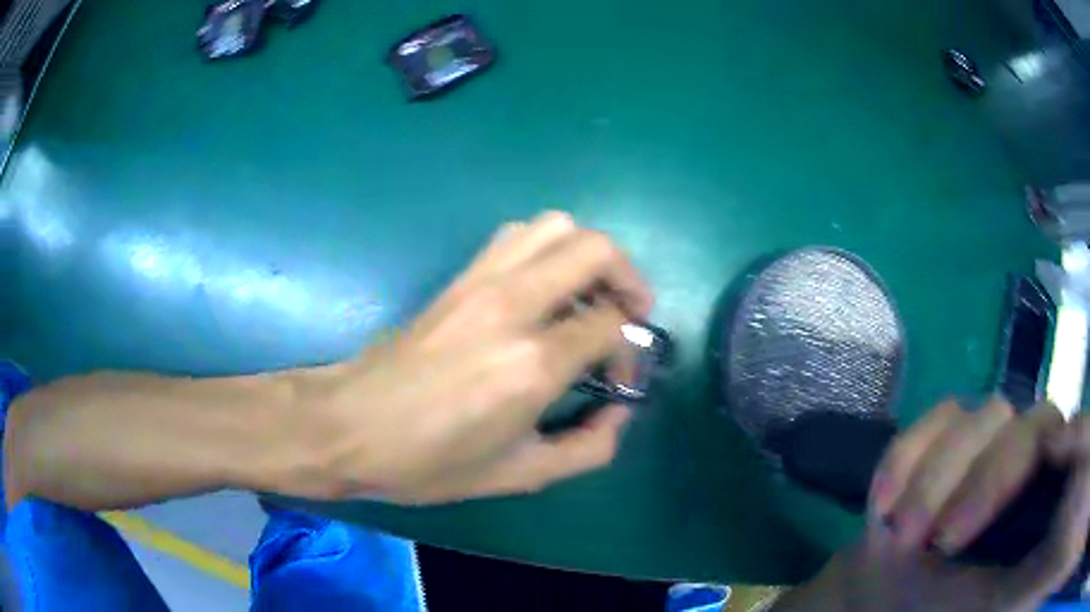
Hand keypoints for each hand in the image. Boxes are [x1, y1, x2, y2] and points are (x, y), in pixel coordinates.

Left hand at [279, 212, 652, 504]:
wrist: (350, 426)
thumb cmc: (429, 461)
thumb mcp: (519, 475)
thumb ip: (588, 448)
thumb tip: (619, 411)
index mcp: (532, 363)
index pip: (611, 324)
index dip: (629, 349)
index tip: (616, 379)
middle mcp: (513, 305)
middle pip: (595, 250)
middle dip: (628, 278)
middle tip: (630, 314)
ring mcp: (482, 281)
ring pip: (557, 226)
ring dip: (589, 254)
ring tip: (591, 295)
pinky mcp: (460, 277)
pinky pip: (518, 235)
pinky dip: (548, 248)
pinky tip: (544, 288)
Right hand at [777, 399, 1089, 611]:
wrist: (885, 608)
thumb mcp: (1003, 607)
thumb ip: (1042, 559)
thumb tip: (1078, 462)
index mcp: (1052, 505)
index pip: (1083, 442)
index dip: (1082, 433)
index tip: (1056, 453)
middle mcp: (1035, 466)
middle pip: (1039, 424)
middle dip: (989, 481)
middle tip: (942, 541)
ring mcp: (995, 447)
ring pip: (985, 418)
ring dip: (935, 481)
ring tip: (901, 539)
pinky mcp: (953, 441)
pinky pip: (938, 419)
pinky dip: (908, 458)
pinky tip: (885, 506)